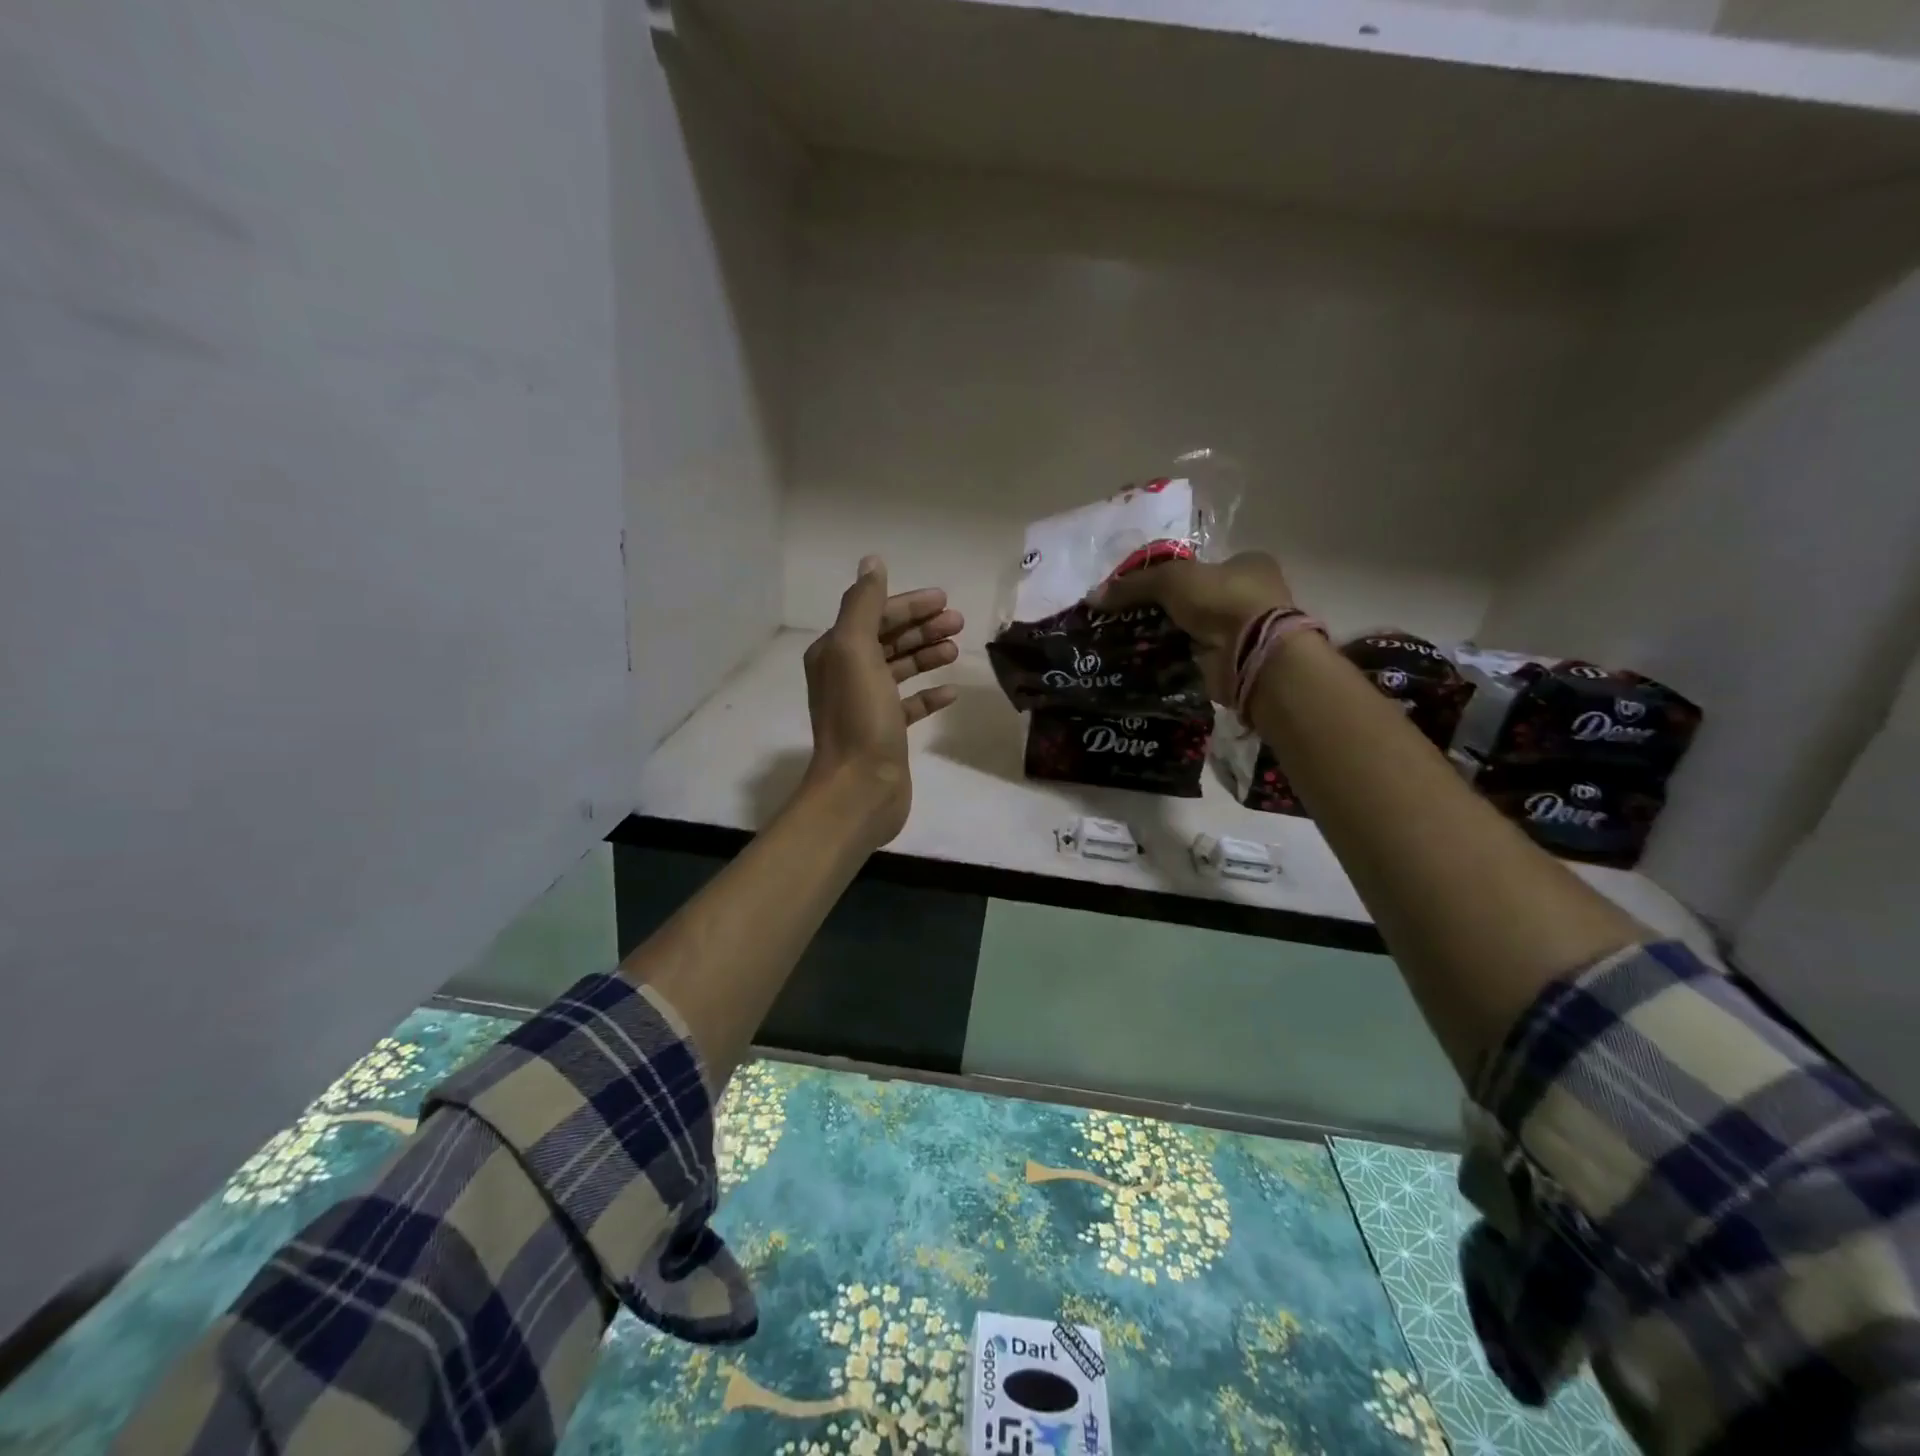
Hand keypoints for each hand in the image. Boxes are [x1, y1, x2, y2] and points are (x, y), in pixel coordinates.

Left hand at [801, 555, 962, 846]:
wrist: (859, 789)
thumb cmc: (859, 717)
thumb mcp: (855, 651)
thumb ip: (863, 604)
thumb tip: (872, 562)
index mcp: (835, 652)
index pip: (874, 615)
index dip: (908, 605)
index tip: (944, 600)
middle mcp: (846, 675)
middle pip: (888, 640)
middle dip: (922, 627)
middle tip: (959, 622)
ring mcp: (866, 706)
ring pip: (899, 670)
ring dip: (926, 655)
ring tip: (956, 649)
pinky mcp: (886, 733)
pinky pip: (909, 705)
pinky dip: (928, 694)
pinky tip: (950, 691)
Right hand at [1089, 551, 1294, 703]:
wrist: (1253, 654)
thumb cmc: (1223, 600)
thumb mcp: (1171, 579)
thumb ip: (1134, 585)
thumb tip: (1093, 596)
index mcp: (1247, 564)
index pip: (1200, 566)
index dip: (1168, 577)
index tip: (1138, 591)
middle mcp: (1249, 596)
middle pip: (1193, 600)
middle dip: (1162, 610)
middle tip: (1126, 619)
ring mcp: (1242, 632)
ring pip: (1191, 630)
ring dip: (1164, 637)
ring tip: (1125, 643)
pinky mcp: (1231, 663)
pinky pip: (1191, 658)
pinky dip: (1170, 660)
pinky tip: (1141, 662)